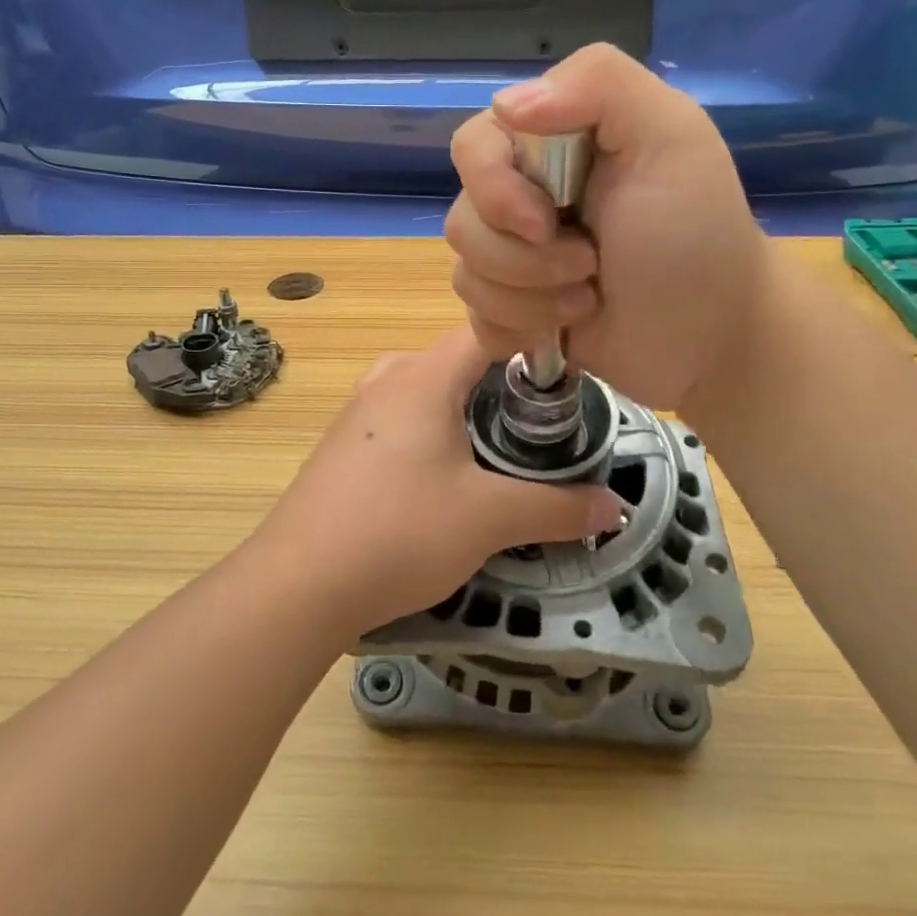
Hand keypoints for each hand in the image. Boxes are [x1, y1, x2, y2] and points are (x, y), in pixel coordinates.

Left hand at [258, 327, 620, 638]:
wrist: (298, 584)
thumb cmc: (399, 531)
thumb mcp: (490, 518)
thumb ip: (557, 508)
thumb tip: (617, 507)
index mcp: (423, 376)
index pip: (487, 331)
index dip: (531, 344)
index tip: (567, 378)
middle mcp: (387, 379)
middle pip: (458, 361)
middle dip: (502, 385)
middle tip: (542, 424)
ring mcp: (358, 413)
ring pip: (426, 392)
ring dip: (465, 412)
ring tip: (500, 451)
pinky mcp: (342, 447)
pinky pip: (399, 421)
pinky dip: (431, 434)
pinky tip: (443, 479)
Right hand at [446, 43, 764, 417]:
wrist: (714, 338)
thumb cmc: (697, 236)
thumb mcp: (671, 136)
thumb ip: (599, 83)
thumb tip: (504, 103)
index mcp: (553, 144)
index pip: (473, 147)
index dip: (494, 190)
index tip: (546, 223)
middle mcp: (526, 196)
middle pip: (463, 219)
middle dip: (525, 260)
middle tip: (590, 267)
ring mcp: (517, 258)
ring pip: (467, 275)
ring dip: (531, 299)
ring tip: (588, 301)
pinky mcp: (515, 311)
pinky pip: (476, 319)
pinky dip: (517, 330)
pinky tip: (562, 331)